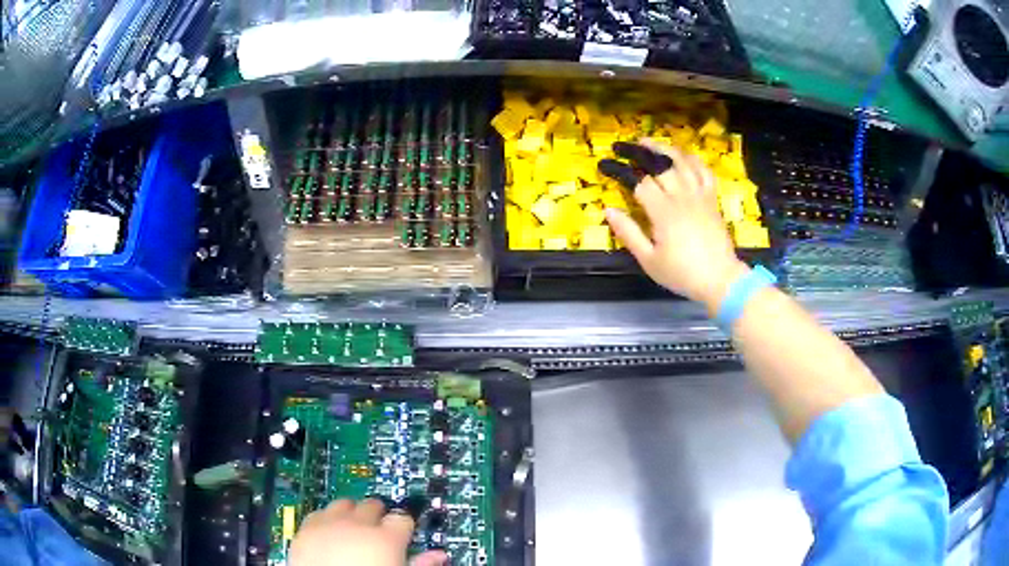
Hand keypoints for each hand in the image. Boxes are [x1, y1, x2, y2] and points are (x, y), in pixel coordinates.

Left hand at [289, 498, 447, 565]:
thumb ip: (421, 564)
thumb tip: (439, 556)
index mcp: (386, 539)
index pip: (402, 517)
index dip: (404, 526)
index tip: (403, 533)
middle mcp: (357, 524)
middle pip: (373, 505)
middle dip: (378, 515)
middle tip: (380, 532)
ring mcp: (329, 524)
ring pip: (344, 504)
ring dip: (351, 513)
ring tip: (354, 530)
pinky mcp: (306, 529)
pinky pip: (318, 513)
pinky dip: (326, 519)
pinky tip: (330, 533)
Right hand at [604, 139, 747, 311]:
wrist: (720, 279)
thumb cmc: (682, 273)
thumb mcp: (649, 260)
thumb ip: (628, 233)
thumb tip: (608, 210)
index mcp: (663, 211)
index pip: (638, 181)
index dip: (619, 170)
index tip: (604, 165)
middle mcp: (682, 196)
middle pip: (659, 164)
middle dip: (638, 151)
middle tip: (623, 146)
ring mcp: (700, 195)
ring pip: (682, 161)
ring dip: (664, 148)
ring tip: (649, 142)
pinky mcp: (712, 198)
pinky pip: (704, 171)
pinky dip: (692, 159)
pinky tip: (683, 155)